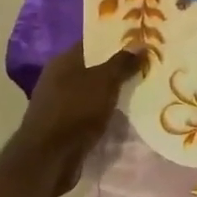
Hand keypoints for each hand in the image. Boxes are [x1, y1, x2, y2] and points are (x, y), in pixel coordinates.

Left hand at [8, 46, 140, 194]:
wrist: (49, 159)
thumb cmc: (75, 111)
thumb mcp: (104, 82)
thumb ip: (122, 63)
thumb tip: (139, 44)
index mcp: (63, 61)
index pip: (92, 42)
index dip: (115, 39)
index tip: (141, 38)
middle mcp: (58, 78)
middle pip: (93, 66)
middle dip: (118, 66)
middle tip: (148, 63)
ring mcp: (60, 102)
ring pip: (93, 90)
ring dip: (113, 90)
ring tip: (142, 87)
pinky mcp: (64, 125)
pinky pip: (90, 111)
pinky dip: (106, 110)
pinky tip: (126, 112)